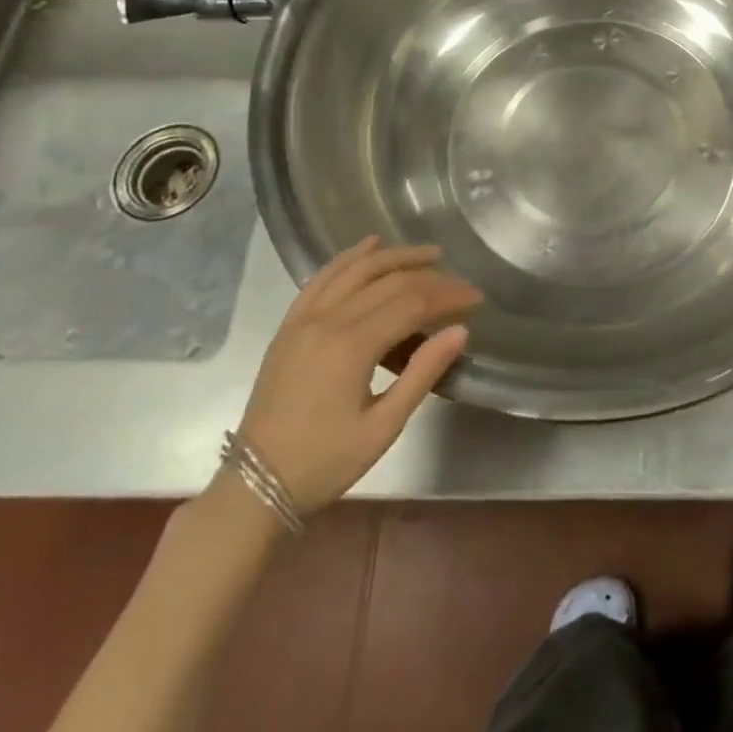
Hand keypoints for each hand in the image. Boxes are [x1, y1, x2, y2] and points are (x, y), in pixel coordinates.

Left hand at [235, 237, 481, 514]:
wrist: (255, 486)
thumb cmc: (326, 462)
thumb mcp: (383, 427)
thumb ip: (422, 373)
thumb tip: (460, 330)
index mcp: (352, 347)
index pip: (412, 303)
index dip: (448, 295)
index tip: (477, 298)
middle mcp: (327, 320)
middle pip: (389, 282)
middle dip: (431, 278)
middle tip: (462, 283)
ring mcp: (304, 318)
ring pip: (356, 269)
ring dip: (395, 256)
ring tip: (429, 254)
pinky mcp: (290, 324)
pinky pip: (321, 277)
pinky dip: (349, 257)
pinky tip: (370, 245)